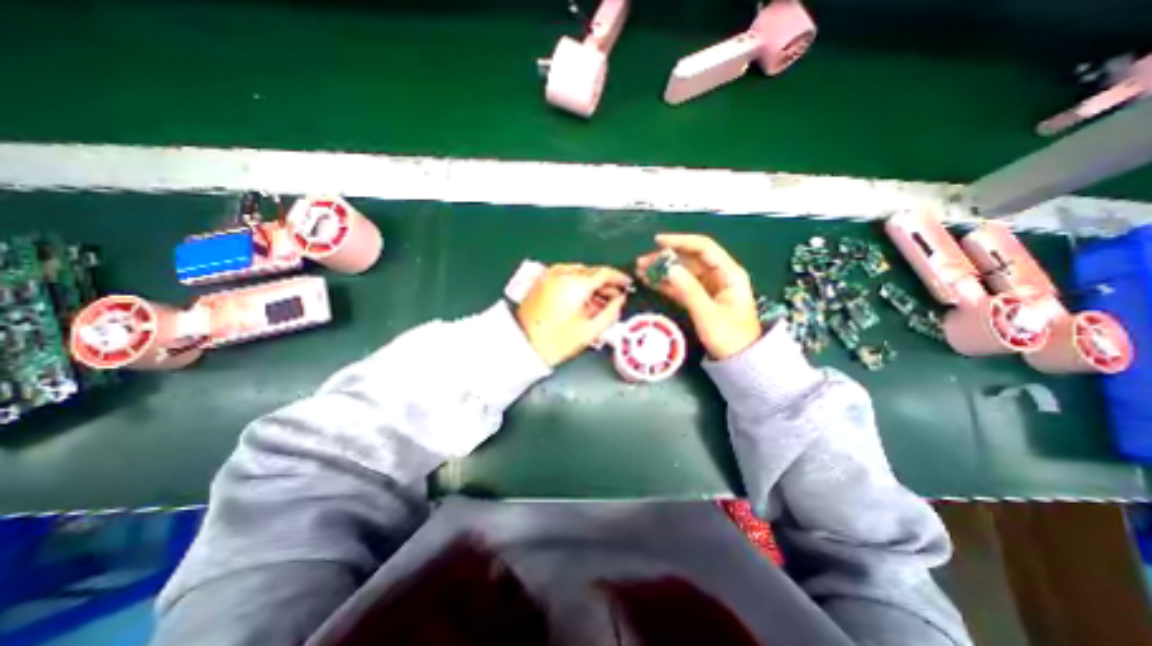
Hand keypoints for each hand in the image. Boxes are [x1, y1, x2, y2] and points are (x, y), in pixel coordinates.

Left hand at [519, 262, 632, 361]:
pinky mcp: (541, 281)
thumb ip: (611, 312)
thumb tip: (620, 300)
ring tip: (598, 301)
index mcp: (575, 284)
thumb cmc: (557, 342)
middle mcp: (562, 274)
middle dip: (605, 282)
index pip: (604, 272)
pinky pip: (565, 276)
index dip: (619, 278)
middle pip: (591, 271)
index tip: (627, 284)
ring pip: (578, 272)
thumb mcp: (590, 331)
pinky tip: (581, 298)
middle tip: (615, 296)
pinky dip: (577, 283)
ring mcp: (549, 276)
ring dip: (591, 283)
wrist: (523, 346)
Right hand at [633, 235, 762, 360]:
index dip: (680, 241)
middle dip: (666, 258)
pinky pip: (681, 286)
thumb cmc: (729, 337)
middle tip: (642, 262)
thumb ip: (689, 289)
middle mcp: (719, 275)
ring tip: (641, 271)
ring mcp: (708, 287)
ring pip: (682, 272)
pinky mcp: (700, 299)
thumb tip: (668, 267)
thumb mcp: (708, 313)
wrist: (738, 360)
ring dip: (663, 270)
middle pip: (690, 259)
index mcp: (728, 273)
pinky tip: (650, 281)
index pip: (703, 248)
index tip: (658, 242)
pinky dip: (666, 283)